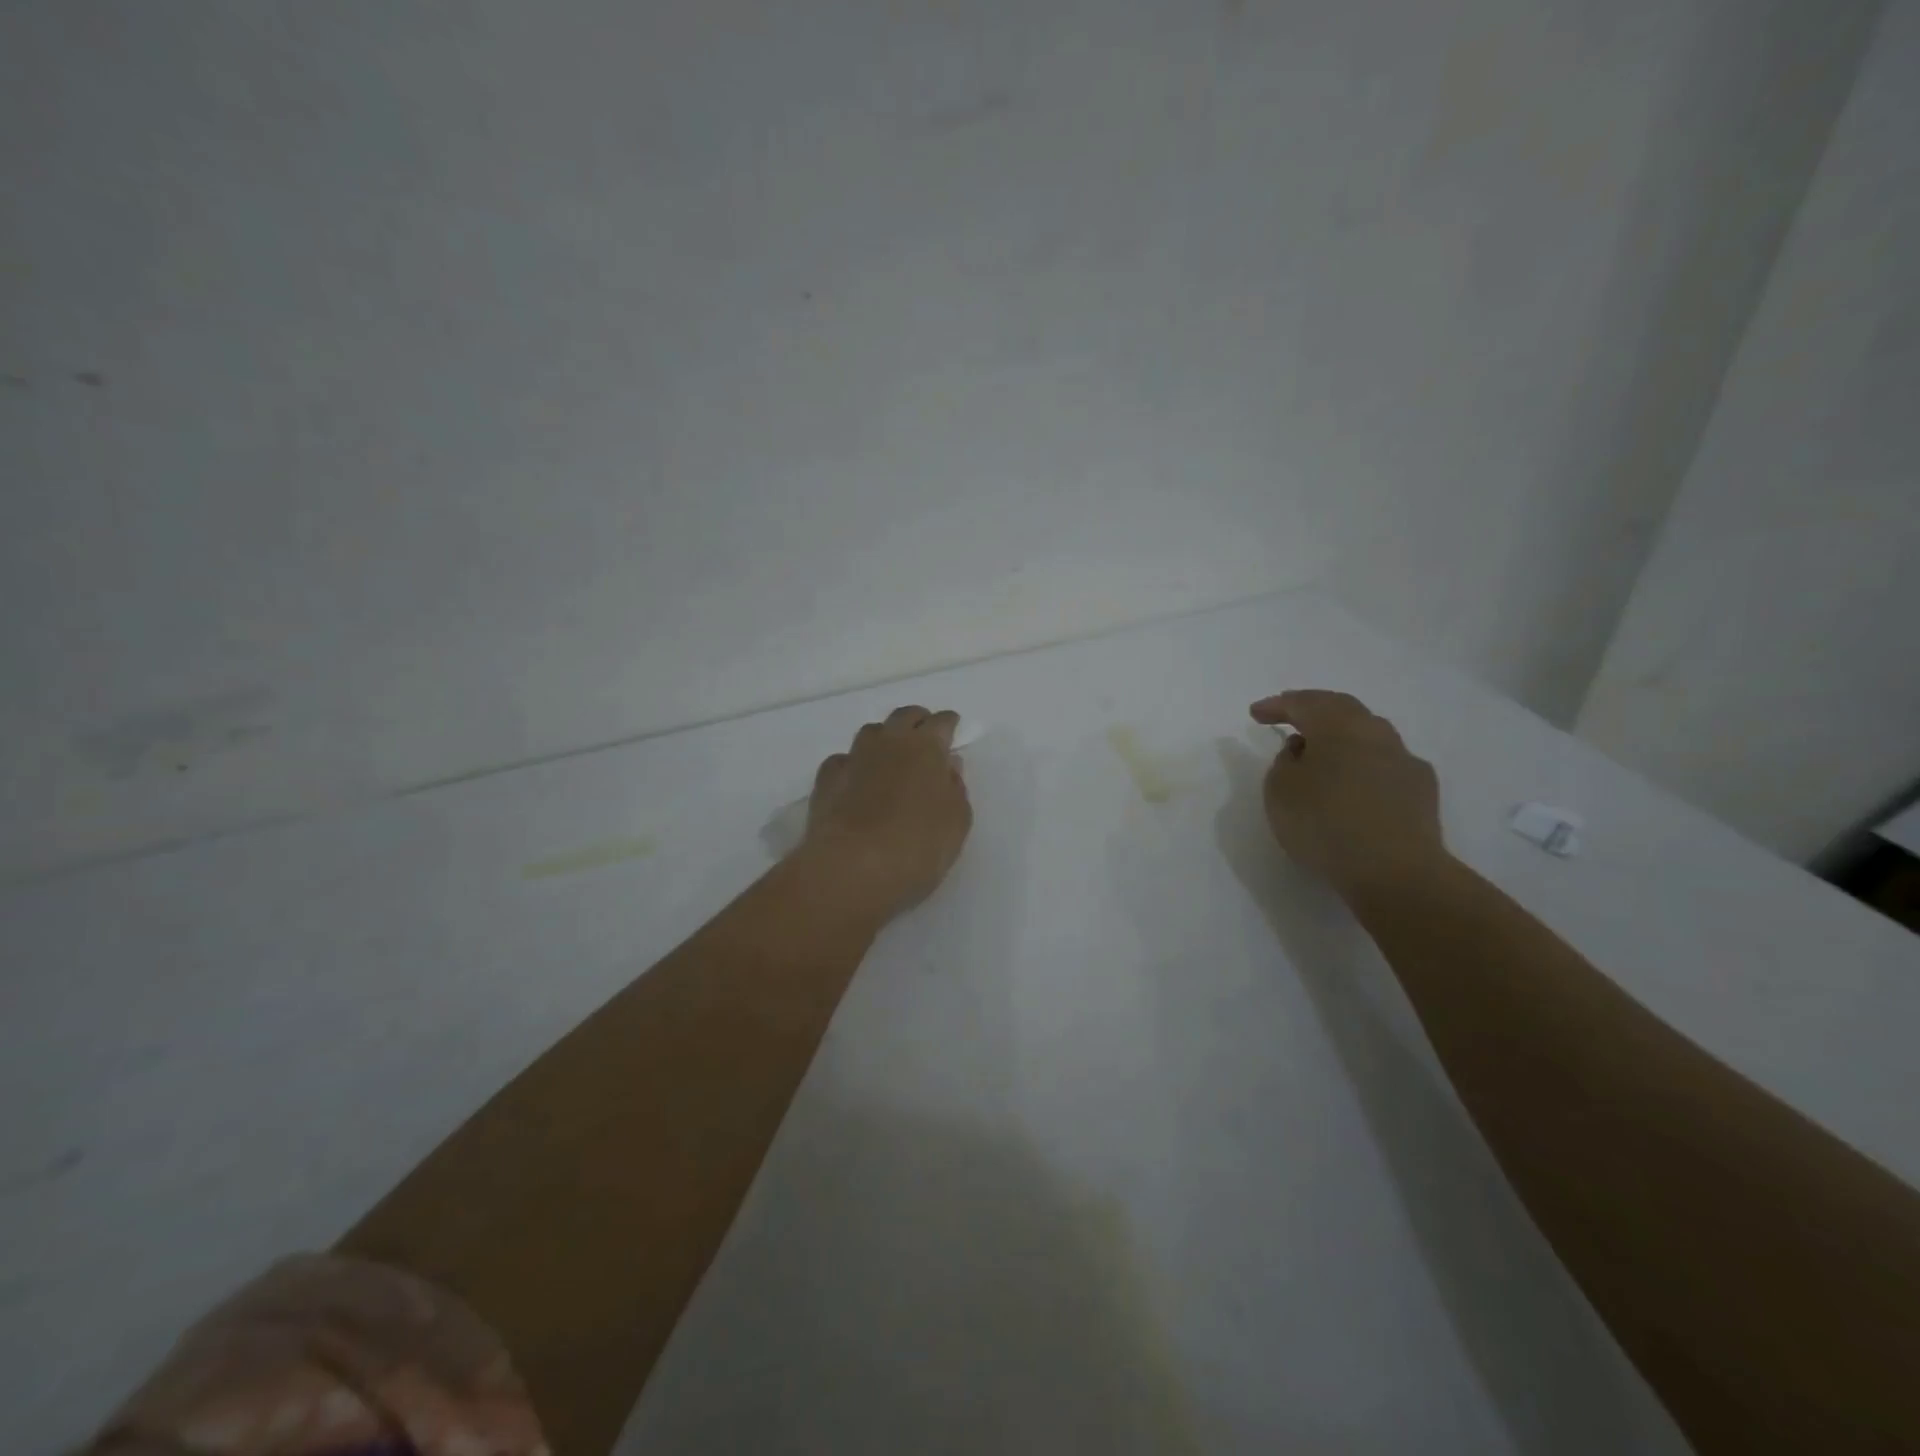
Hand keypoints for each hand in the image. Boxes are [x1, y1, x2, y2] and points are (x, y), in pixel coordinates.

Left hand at [799, 705, 973, 921]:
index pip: (941, 723)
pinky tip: (856, 779)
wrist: (852, 868)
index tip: (952, 727)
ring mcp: (854, 758)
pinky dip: (854, 764)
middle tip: (924, 734)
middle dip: (917, 720)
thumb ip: (955, 788)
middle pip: (903, 717)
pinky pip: (843, 760)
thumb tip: (948, 765)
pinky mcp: (826, 780)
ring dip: (884, 737)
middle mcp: (889, 743)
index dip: (948, 723)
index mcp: (926, 748)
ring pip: (871, 732)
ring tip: (890, 754)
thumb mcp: (956, 822)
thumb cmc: (917, 846)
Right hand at [1250, 690, 1448, 903]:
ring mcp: (1404, 760)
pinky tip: (1356, 782)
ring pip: (1368, 734)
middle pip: (1342, 709)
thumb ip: (1285, 762)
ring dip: (1342, 737)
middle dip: (1313, 710)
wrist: (1395, 871)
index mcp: (1337, 726)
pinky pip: (1385, 764)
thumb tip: (1303, 749)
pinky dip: (1364, 764)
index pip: (1303, 703)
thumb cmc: (1324, 823)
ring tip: (1322, 752)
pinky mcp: (1422, 790)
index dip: (1277, 705)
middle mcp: (1375, 733)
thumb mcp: (1280, 790)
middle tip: (1290, 717)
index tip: (1256, 713)